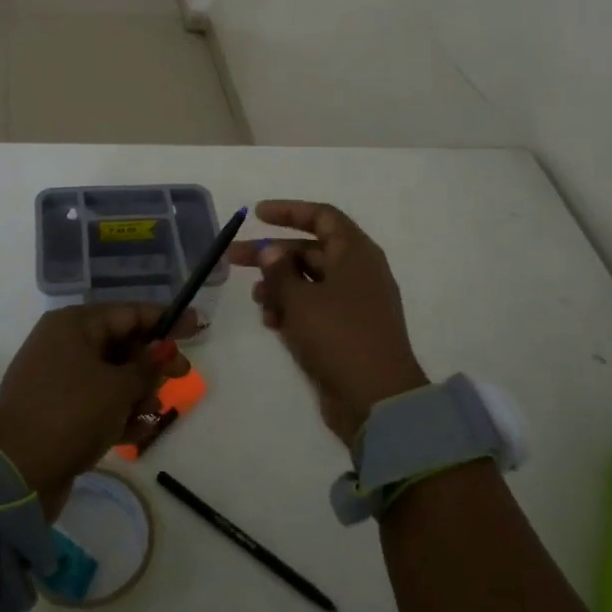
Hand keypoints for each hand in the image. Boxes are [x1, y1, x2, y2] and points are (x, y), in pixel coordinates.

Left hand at [0, 304, 193, 519]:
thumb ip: (147, 366)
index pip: (128, 313)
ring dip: (137, 393)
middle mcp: (62, 344)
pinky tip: (137, 432)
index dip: (165, 320)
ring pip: (110, 376)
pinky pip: (96, 403)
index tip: (197, 326)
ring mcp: (56, 379)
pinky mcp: (55, 412)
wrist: (15, 477)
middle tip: (183, 376)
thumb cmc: (71, 415)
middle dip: (151, 363)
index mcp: (73, 325)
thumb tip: (165, 347)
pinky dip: (117, 414)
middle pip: (120, 344)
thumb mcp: (117, 388)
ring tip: (151, 412)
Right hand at [230, 200, 429, 447]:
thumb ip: (280, 271)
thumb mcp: (301, 300)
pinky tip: (272, 323)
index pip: (322, 217)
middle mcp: (357, 272)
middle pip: (310, 250)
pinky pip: (315, 309)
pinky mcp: (347, 332)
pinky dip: (293, 310)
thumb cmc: (339, 337)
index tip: (256, 214)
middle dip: (272, 254)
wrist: (378, 400)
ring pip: (309, 282)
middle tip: (233, 258)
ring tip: (257, 300)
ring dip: (280, 286)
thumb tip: (271, 251)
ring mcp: (354, 303)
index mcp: (355, 253)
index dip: (289, 211)